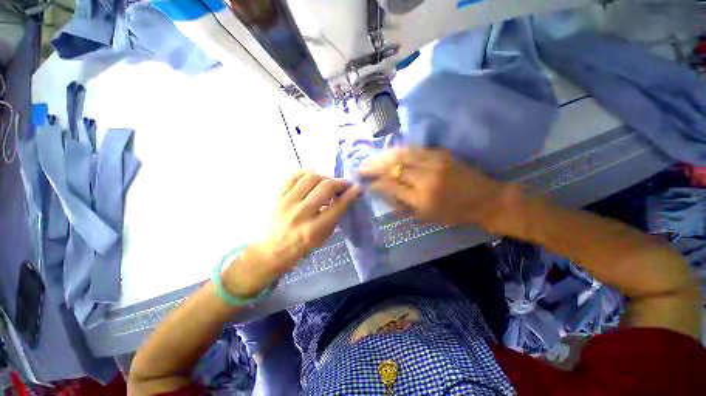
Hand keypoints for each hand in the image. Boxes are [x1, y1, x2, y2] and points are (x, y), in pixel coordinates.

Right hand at [359, 148, 513, 228]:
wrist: (486, 199)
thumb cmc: (455, 213)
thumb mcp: (426, 216)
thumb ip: (401, 204)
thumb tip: (382, 192)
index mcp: (422, 199)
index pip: (390, 186)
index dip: (375, 183)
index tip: (365, 182)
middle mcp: (425, 178)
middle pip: (393, 167)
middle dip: (374, 166)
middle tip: (361, 167)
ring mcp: (434, 162)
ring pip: (401, 154)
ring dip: (382, 156)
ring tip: (370, 158)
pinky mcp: (441, 153)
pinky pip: (414, 149)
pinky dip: (398, 150)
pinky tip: (388, 152)